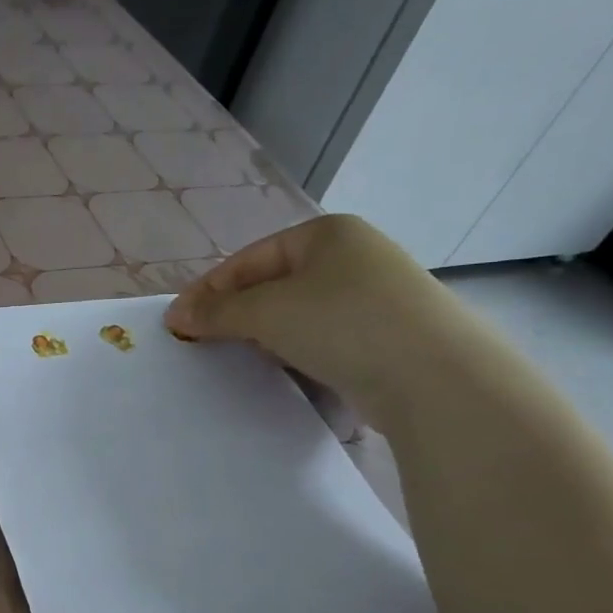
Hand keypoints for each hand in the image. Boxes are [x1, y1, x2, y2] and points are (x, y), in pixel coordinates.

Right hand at [162, 215, 473, 425]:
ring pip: (298, 313)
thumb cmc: (342, 323)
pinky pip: (324, 338)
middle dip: (234, 313)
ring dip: (263, 335)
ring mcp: (375, 297)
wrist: (436, 378)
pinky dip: (297, 351)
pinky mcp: (386, 336)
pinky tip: (283, 370)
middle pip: (272, 284)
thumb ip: (217, 311)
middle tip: (201, 341)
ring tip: (237, 358)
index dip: (207, 290)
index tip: (176, 323)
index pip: (248, 259)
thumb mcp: (266, 311)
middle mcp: (353, 257)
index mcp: (326, 234)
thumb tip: (178, 317)